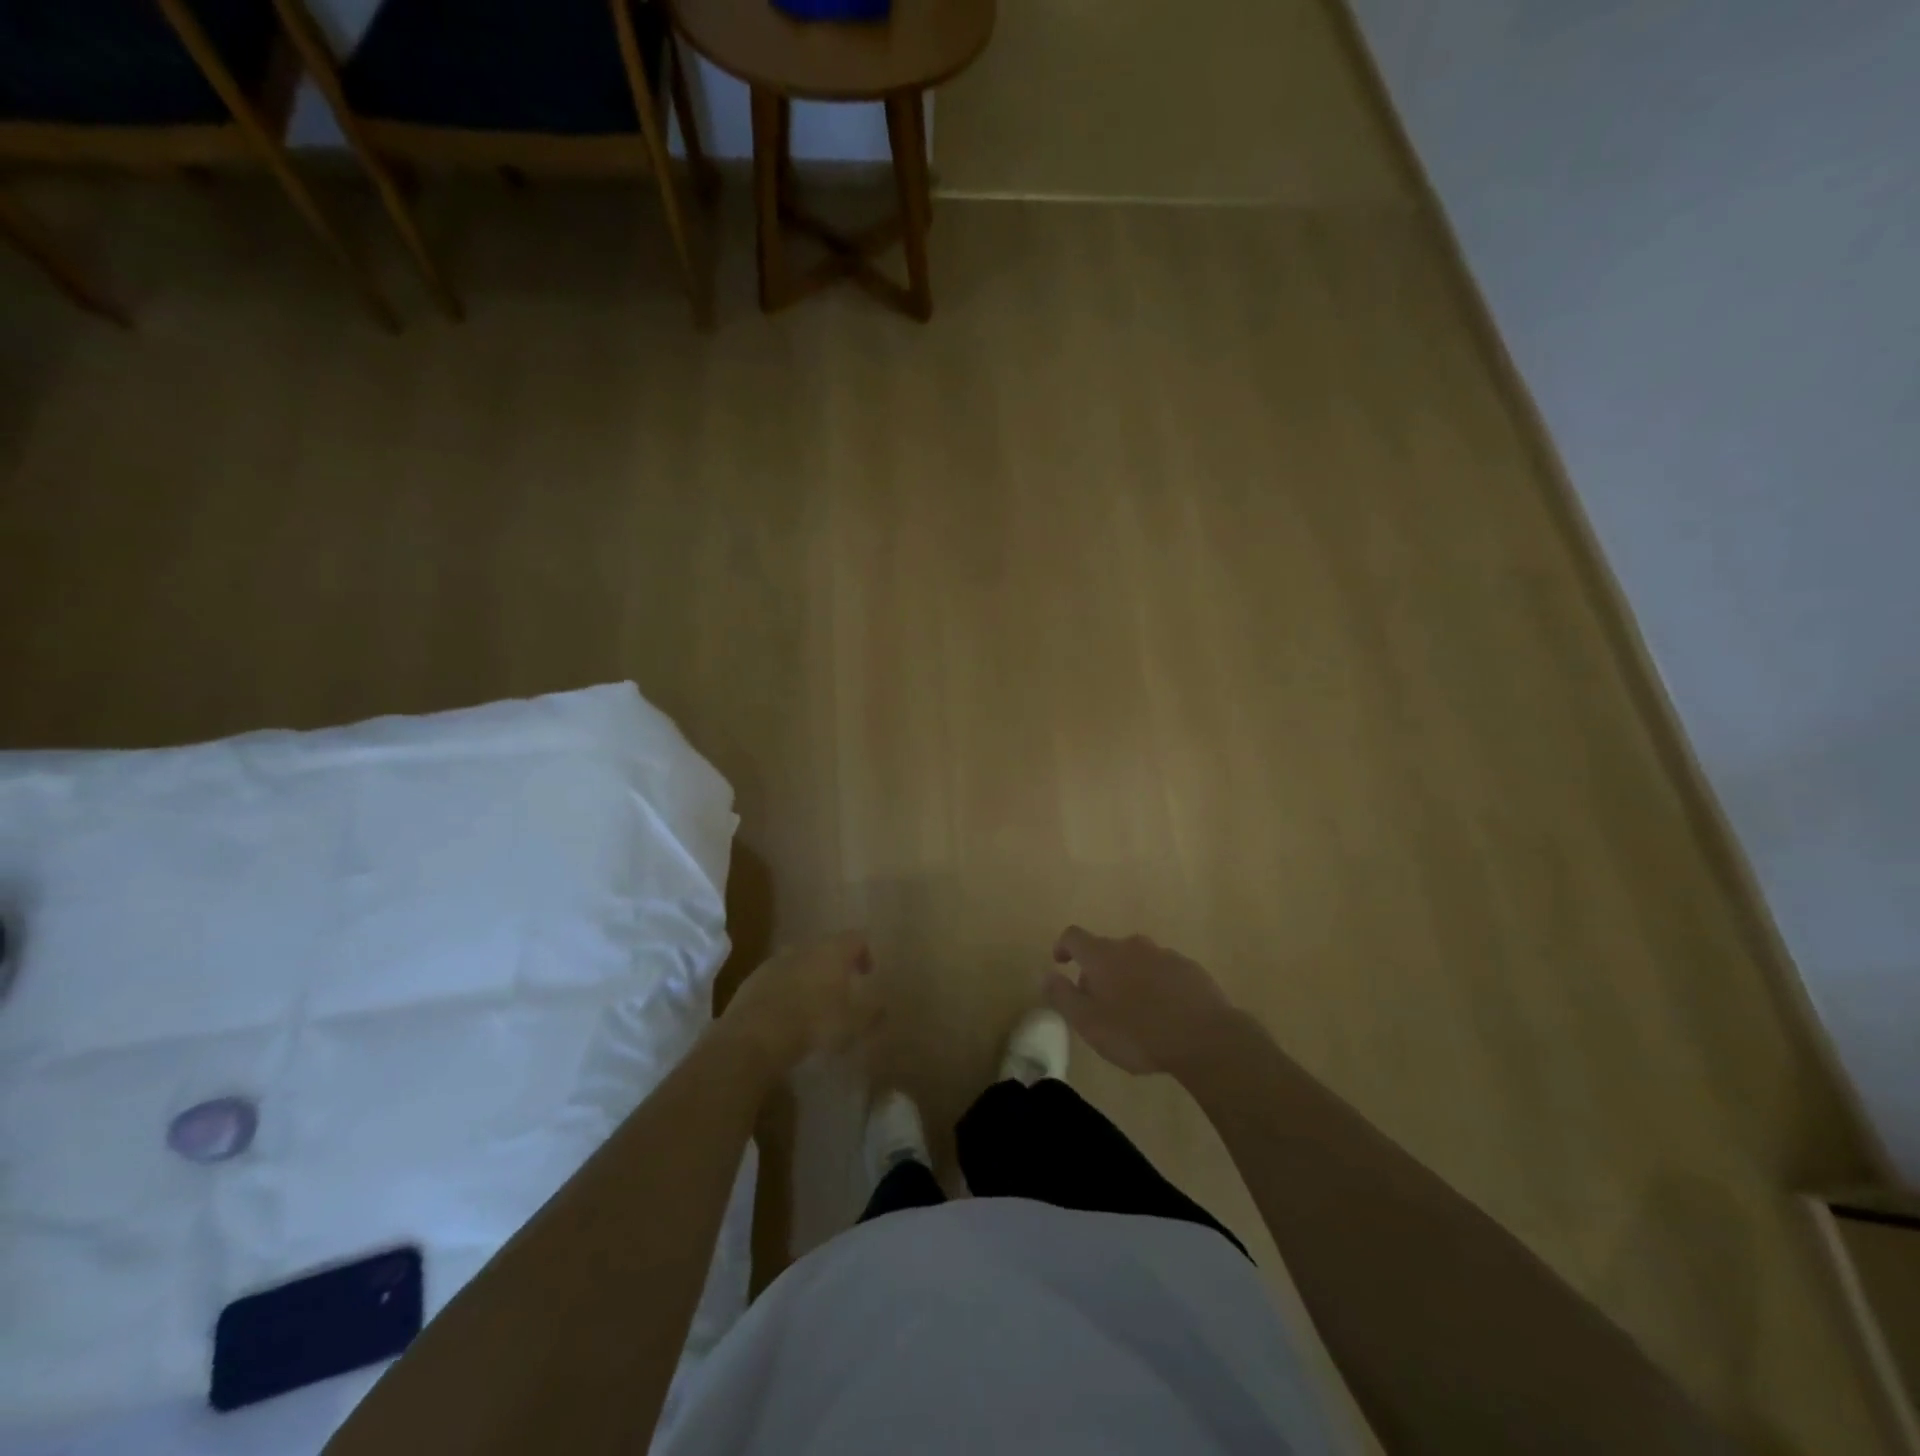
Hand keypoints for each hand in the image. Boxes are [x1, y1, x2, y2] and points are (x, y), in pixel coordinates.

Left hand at [716, 932, 883, 1079]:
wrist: (754, 1037)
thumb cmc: (814, 1024)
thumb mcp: (852, 1024)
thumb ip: (872, 1013)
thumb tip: (883, 1006)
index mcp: (833, 951)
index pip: (856, 938)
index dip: (865, 953)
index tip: (868, 974)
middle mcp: (805, 948)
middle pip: (826, 948)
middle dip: (836, 965)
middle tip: (843, 989)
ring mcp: (776, 961)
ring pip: (800, 962)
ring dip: (810, 977)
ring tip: (814, 1004)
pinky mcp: (753, 979)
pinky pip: (778, 978)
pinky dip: (786, 990)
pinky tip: (787, 1014)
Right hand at [1045, 926, 1236, 1075]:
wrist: (1205, 1038)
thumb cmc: (1137, 1033)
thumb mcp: (1089, 1023)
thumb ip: (1063, 997)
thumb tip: (1046, 975)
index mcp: (1102, 956)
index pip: (1074, 936)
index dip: (1063, 946)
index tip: (1060, 962)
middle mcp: (1131, 945)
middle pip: (1106, 950)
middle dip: (1097, 970)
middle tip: (1098, 1002)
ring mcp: (1163, 954)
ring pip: (1136, 960)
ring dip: (1128, 977)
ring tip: (1133, 1010)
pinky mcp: (1189, 968)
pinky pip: (1162, 971)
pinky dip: (1155, 984)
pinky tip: (1163, 1012)